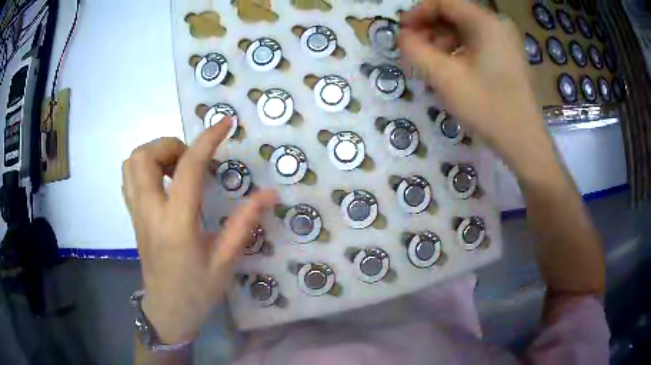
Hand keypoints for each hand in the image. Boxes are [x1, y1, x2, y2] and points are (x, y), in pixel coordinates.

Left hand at [122, 119, 275, 343]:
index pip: (188, 169)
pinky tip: (164, 182)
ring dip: (155, 154)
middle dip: (170, 145)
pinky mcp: (133, 217)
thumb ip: (244, 223)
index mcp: (176, 224)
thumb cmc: (197, 291)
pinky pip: (129, 177)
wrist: (167, 311)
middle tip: (191, 161)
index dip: (207, 140)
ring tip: (177, 169)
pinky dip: (144, 167)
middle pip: (144, 156)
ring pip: (132, 163)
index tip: (225, 124)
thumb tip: (269, 194)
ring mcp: (136, 213)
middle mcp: (150, 212)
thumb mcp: (225, 261)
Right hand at [399, 0, 553, 173]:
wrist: (524, 142)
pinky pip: (478, 43)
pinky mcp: (509, 56)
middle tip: (415, 49)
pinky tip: (451, 69)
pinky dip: (459, 51)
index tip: (402, 31)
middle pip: (455, 15)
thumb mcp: (444, 77)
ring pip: (466, 30)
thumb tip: (403, 37)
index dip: (418, 13)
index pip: (444, 2)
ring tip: (431, 63)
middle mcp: (498, 25)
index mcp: (486, 22)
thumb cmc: (488, 107)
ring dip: (443, 41)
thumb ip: (416, 50)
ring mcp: (506, 41)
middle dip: (430, 28)